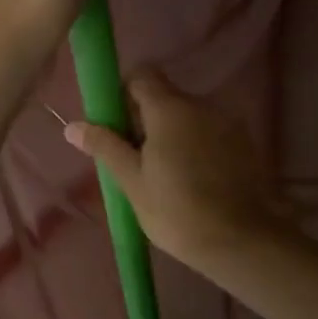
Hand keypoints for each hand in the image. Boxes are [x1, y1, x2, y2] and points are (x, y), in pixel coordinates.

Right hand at [64, 73, 288, 272]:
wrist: (245, 241)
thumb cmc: (179, 212)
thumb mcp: (133, 182)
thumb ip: (105, 147)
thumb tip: (72, 125)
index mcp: (169, 108)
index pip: (141, 76)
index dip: (123, 94)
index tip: (115, 125)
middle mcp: (200, 105)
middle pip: (164, 97)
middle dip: (145, 120)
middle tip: (133, 160)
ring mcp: (226, 123)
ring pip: (187, 117)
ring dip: (171, 135)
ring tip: (164, 177)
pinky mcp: (244, 143)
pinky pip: (209, 133)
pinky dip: (196, 147)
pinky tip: (193, 182)